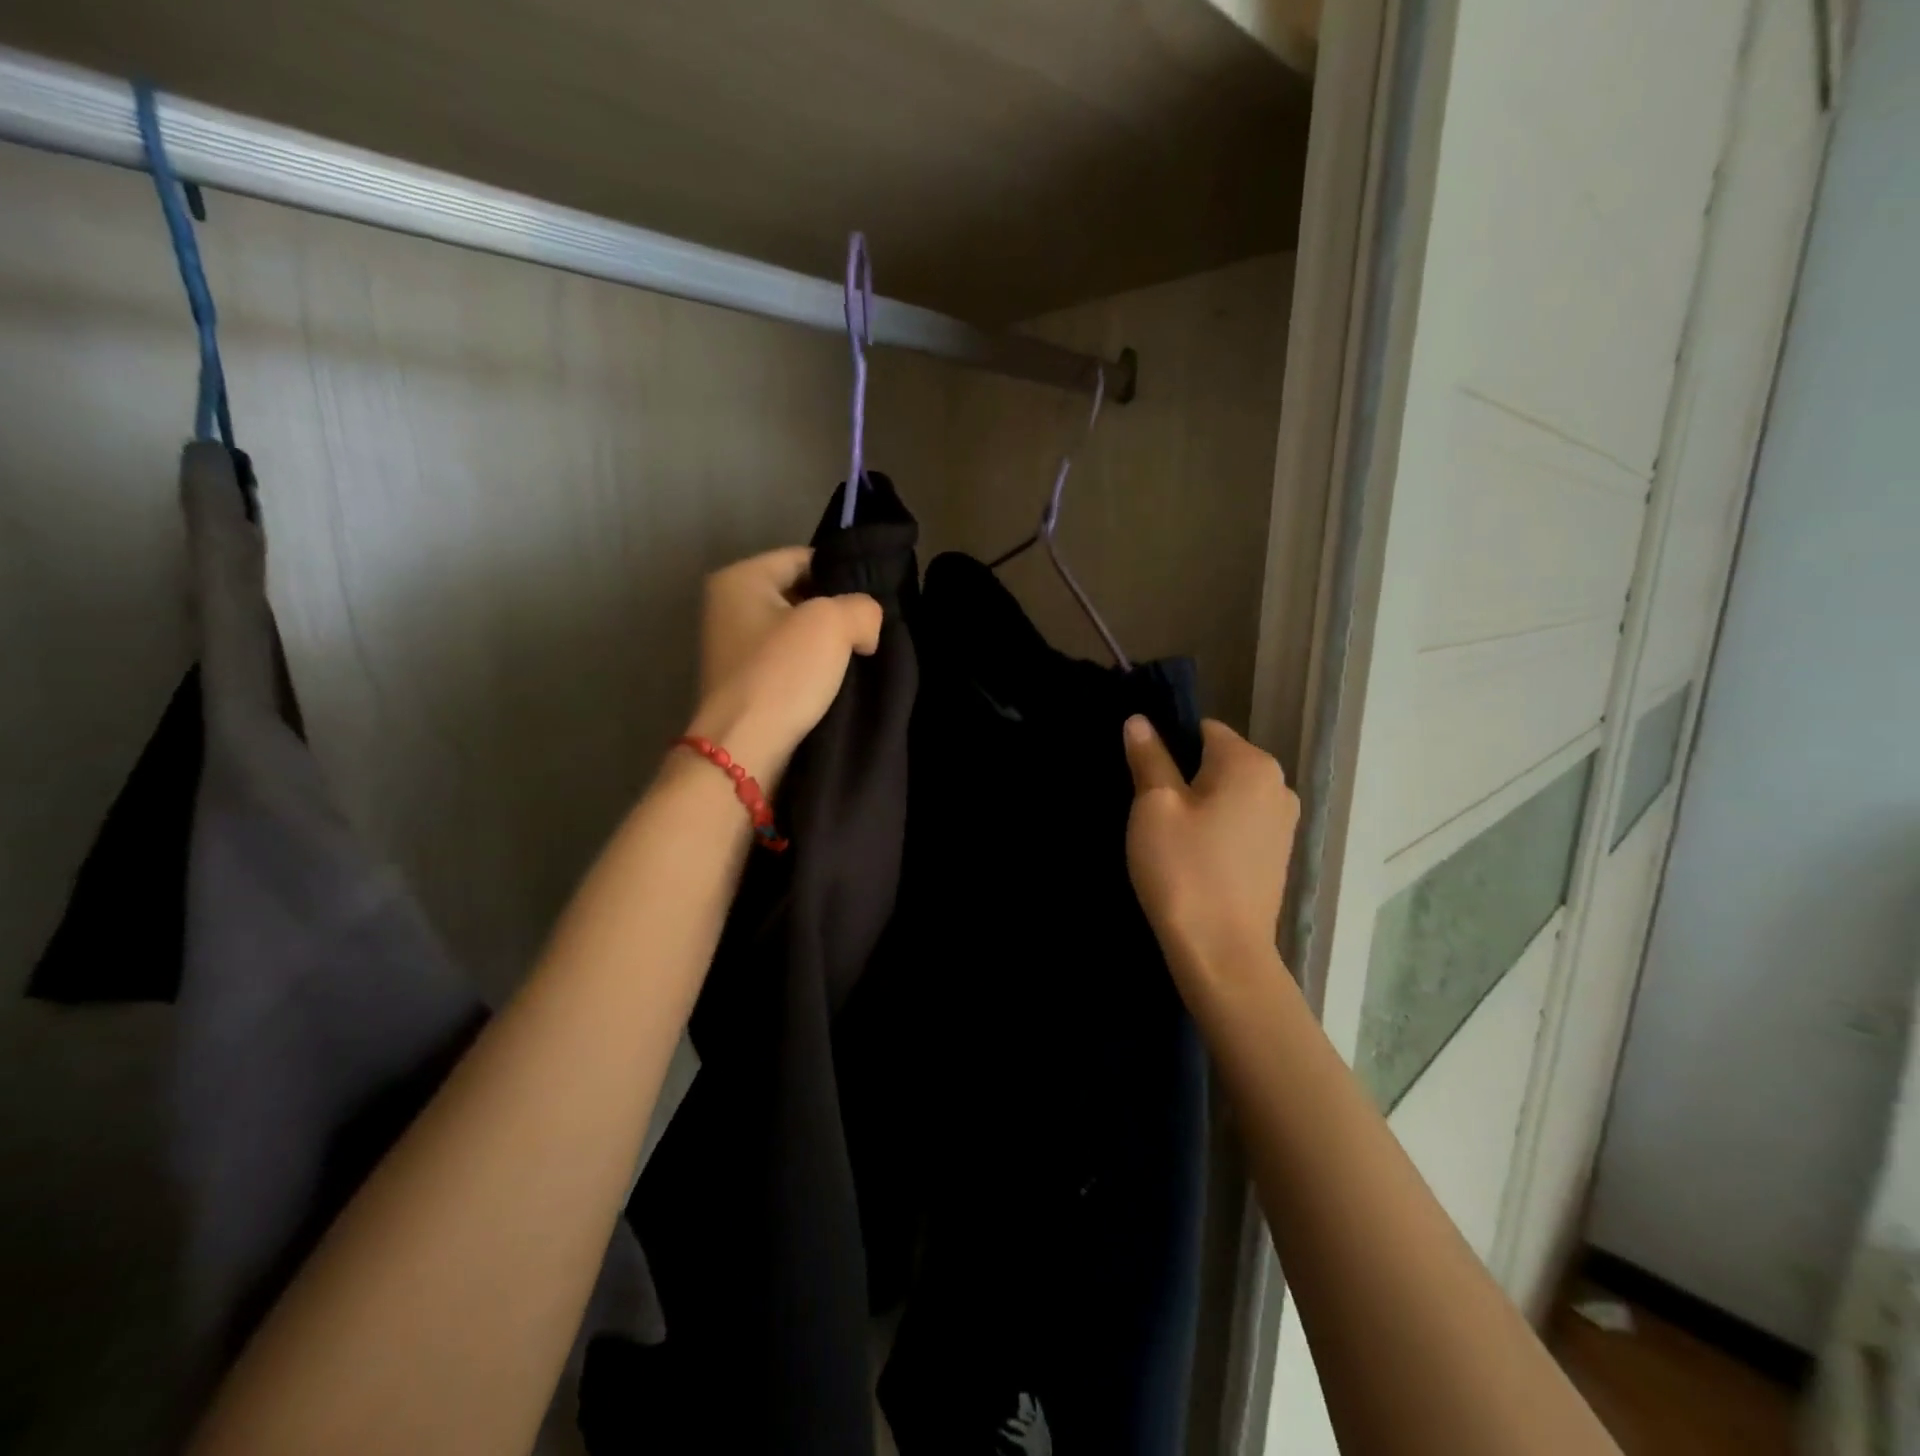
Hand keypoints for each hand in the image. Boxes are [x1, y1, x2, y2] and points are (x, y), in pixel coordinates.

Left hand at [685, 547, 882, 782]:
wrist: (745, 750)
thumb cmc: (782, 674)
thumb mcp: (833, 623)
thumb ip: (862, 608)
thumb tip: (864, 626)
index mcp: (740, 578)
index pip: (805, 559)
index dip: (843, 577)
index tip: (871, 606)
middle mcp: (728, 607)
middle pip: (801, 596)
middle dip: (836, 614)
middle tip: (869, 635)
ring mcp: (733, 648)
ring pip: (797, 634)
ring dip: (827, 648)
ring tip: (859, 661)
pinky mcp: (743, 684)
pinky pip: (788, 664)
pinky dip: (812, 673)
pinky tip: (836, 686)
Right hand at [1123, 717, 1299, 995]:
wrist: (1222, 952)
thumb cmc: (1183, 869)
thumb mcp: (1154, 807)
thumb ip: (1149, 757)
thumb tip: (1140, 720)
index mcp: (1251, 764)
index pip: (1203, 729)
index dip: (1168, 746)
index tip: (1145, 779)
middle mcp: (1278, 784)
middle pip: (1218, 761)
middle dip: (1184, 777)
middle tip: (1151, 813)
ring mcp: (1284, 822)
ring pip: (1229, 794)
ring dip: (1200, 805)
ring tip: (1170, 839)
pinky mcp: (1278, 854)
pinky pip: (1241, 823)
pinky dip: (1217, 829)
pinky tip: (1195, 858)